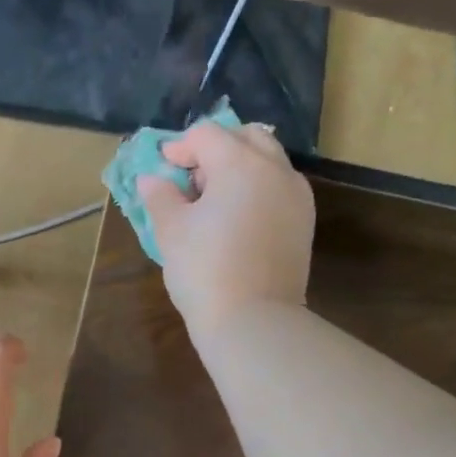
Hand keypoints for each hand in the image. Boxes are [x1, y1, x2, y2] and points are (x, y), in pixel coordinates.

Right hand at [137, 121, 314, 338]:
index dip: (180, 147)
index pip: (207, 135)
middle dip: (216, 150)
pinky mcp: (304, 223)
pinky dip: (258, 190)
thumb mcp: (171, 232)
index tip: (163, 168)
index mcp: (241, 164)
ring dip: (240, 168)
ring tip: (215, 201)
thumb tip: (151, 179)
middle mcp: (276, 170)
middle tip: (192, 180)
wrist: (253, 321)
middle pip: (245, 138)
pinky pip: (280, 189)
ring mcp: (296, 196)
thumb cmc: (204, 272)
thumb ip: (160, 197)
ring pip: (268, 162)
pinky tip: (239, 219)